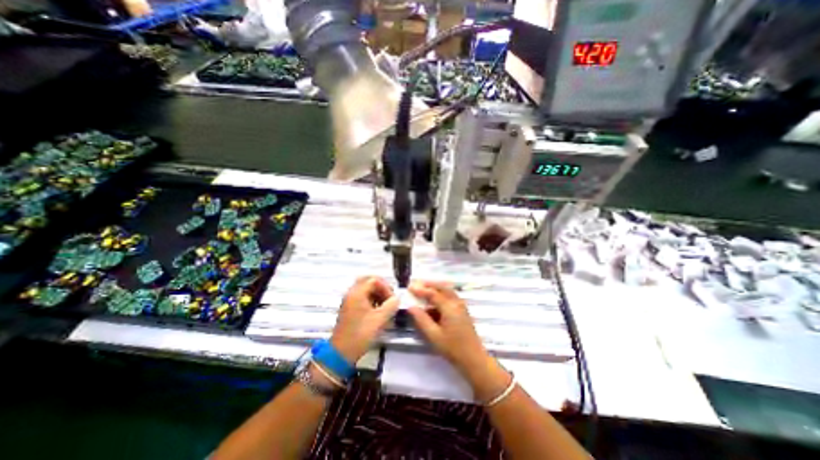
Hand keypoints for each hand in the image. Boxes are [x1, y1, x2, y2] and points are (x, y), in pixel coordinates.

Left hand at [329, 278, 399, 363]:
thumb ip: (391, 306)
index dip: (385, 287)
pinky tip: (378, 310)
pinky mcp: (349, 308)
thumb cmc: (360, 334)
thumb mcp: (379, 320)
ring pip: (365, 289)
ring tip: (385, 304)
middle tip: (389, 297)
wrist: (341, 353)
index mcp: (357, 293)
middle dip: (381, 287)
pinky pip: (361, 296)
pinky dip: (371, 299)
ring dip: (376, 293)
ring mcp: (349, 300)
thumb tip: (398, 298)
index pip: (374, 280)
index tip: (392, 299)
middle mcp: (352, 293)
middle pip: (368, 281)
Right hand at [406, 280, 510, 398]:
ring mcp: (461, 306)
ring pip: (447, 291)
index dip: (421, 289)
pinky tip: (433, 301)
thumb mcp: (434, 335)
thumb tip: (411, 307)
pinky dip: (441, 294)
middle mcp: (457, 302)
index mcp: (450, 307)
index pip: (433, 293)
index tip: (409, 287)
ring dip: (435, 288)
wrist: (474, 359)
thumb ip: (422, 319)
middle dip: (429, 284)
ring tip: (423, 289)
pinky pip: (450, 296)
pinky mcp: (462, 310)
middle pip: (442, 287)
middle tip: (416, 284)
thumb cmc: (453, 348)